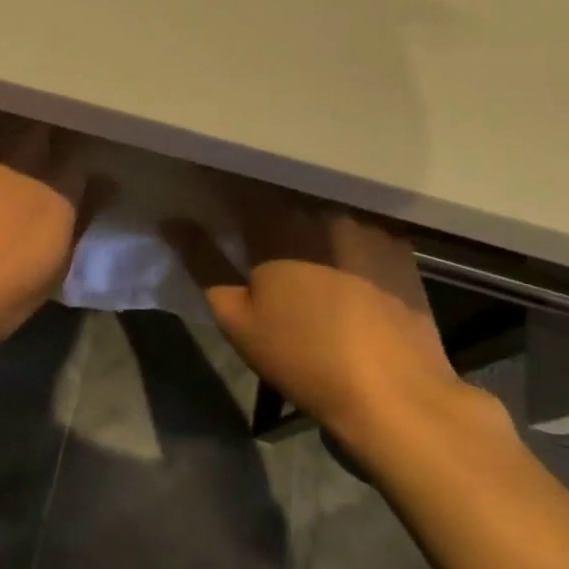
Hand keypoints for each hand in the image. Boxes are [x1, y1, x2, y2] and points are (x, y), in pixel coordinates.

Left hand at [0, 97, 108, 360]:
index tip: (66, 155)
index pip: (80, 144)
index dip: (73, 148)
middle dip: (43, 123)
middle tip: (31, 137)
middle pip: (44, 114)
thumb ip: (81, 218)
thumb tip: (105, 183)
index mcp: (59, 183)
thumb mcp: (50, 273)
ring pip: (2, 98)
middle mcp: (24, 147)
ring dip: (5, 106)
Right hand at [167, 175, 499, 451]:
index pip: (235, 182)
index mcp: (276, 223)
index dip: (213, 176)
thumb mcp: (236, 316)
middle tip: (238, 200)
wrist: (395, 393)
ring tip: (282, 212)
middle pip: (279, 182)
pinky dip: (334, 214)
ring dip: (295, 196)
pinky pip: (355, 210)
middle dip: (254, 184)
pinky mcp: (397, 238)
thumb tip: (171, 221)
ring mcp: (364, 220)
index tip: (198, 177)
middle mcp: (321, 207)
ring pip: (318, 193)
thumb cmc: (303, 357)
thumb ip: (203, 261)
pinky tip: (329, 235)